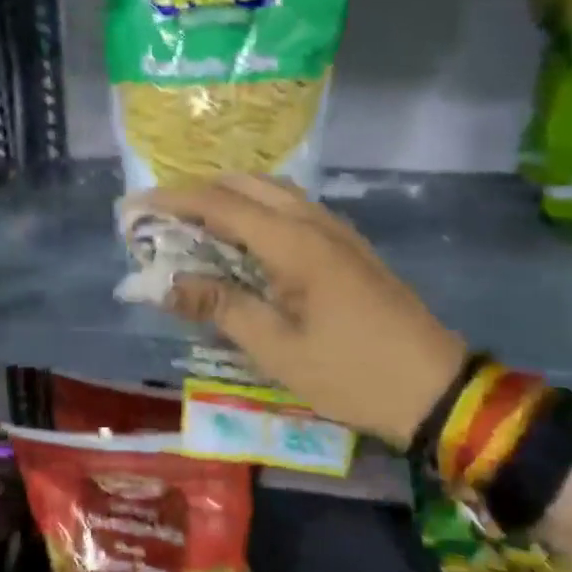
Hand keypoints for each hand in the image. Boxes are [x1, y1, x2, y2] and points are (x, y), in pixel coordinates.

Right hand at [143, 174, 467, 448]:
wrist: (438, 388)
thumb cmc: (352, 374)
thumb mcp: (277, 350)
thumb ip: (220, 306)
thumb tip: (166, 284)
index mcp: (294, 243)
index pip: (220, 204)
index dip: (173, 201)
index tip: (134, 207)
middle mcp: (314, 222)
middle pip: (247, 184)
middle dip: (199, 192)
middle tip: (162, 219)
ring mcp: (336, 230)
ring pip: (272, 191)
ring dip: (228, 198)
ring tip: (193, 226)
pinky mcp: (347, 245)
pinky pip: (291, 209)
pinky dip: (256, 211)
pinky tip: (242, 241)